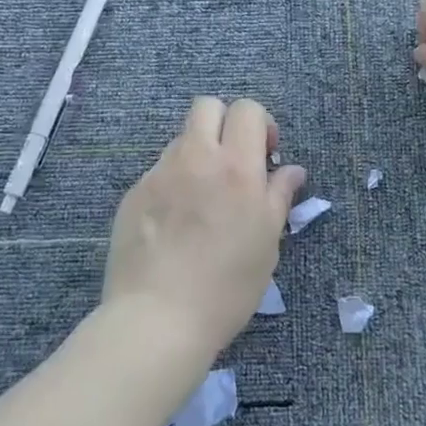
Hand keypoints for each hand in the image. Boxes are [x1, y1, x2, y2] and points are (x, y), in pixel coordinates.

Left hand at [102, 97, 306, 363]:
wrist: (158, 318)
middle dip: (224, 122)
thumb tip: (292, 170)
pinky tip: (174, 223)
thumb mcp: (267, 242)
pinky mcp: (133, 194)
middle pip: (207, 106)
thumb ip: (279, 196)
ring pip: (181, 140)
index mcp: (236, 167)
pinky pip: (159, 172)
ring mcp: (159, 174)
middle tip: (233, 162)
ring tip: (202, 199)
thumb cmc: (227, 285)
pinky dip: (173, 183)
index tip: (265, 156)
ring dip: (197, 154)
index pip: (247, 109)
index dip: (260, 124)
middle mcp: (195, 159)